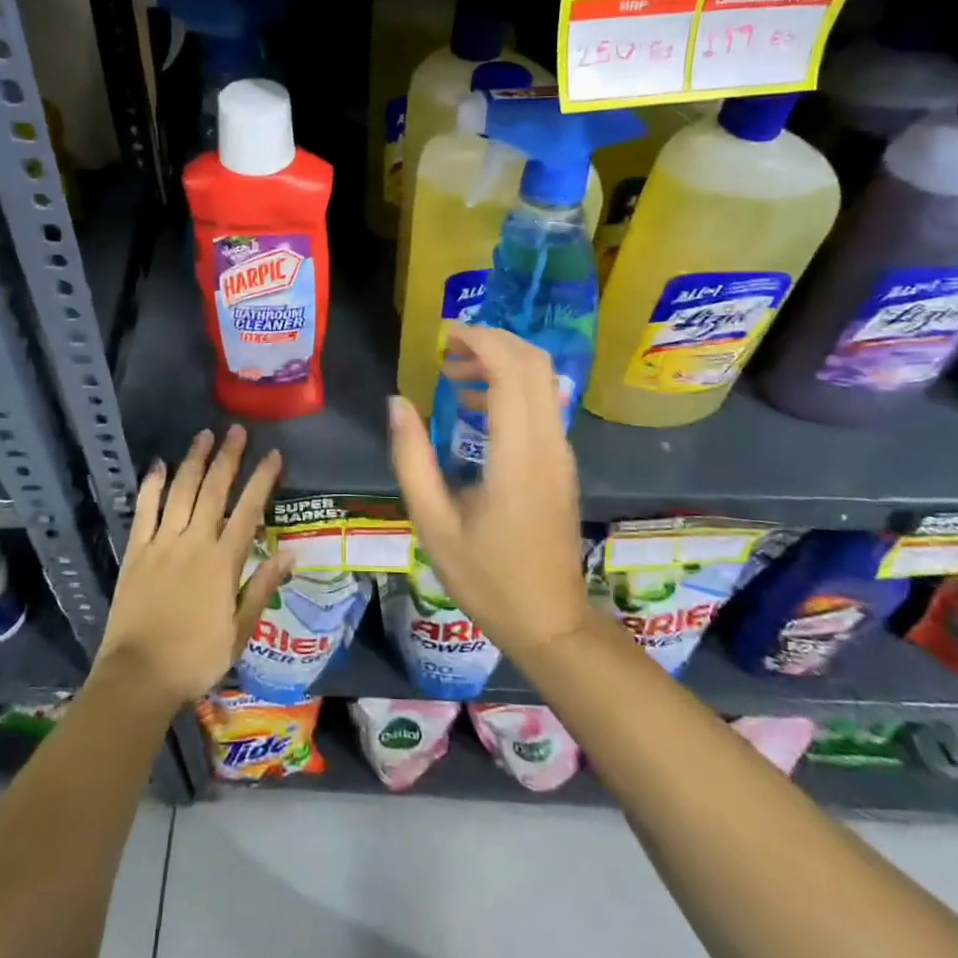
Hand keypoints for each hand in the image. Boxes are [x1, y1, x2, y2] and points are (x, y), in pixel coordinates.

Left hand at [92, 426, 287, 714]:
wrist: (139, 676)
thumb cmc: (196, 659)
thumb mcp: (240, 631)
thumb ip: (262, 588)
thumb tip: (290, 554)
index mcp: (223, 561)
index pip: (248, 510)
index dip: (262, 480)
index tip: (273, 455)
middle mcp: (194, 542)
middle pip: (214, 489)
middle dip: (228, 457)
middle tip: (237, 430)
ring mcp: (162, 543)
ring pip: (181, 491)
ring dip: (194, 461)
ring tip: (204, 435)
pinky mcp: (136, 551)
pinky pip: (144, 510)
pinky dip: (152, 485)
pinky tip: (158, 465)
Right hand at [388, 324, 593, 662]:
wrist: (550, 621)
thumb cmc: (486, 577)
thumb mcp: (433, 522)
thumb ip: (411, 458)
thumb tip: (396, 403)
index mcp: (517, 454)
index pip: (511, 369)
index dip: (479, 340)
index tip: (443, 336)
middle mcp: (547, 443)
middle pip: (533, 363)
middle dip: (491, 342)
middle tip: (447, 351)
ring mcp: (560, 452)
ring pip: (542, 380)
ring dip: (501, 364)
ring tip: (453, 379)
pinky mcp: (561, 463)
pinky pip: (542, 404)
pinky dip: (511, 388)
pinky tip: (474, 411)